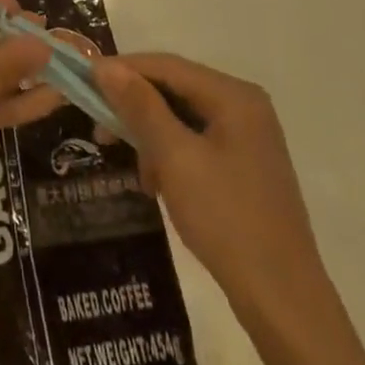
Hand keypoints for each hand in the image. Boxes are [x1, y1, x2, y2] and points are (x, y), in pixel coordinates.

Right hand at [95, 54, 328, 322]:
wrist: (282, 299)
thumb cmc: (227, 219)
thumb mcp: (175, 157)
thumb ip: (140, 106)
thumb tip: (104, 65)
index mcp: (234, 96)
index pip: (167, 65)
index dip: (122, 69)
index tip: (82, 81)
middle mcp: (243, 106)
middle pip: (175, 89)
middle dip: (134, 107)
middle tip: (98, 129)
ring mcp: (246, 137)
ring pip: (181, 117)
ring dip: (150, 135)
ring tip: (132, 167)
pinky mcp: (242, 165)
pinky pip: (194, 142)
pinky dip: (169, 155)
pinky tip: (155, 183)